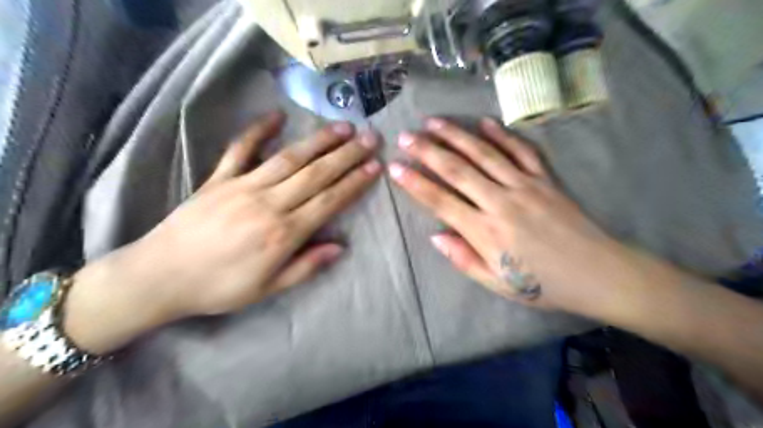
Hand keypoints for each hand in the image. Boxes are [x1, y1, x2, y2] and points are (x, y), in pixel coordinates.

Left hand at [63, 111, 380, 352]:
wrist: (159, 276)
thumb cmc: (219, 287)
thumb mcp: (268, 288)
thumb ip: (306, 266)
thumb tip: (340, 247)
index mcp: (283, 233)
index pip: (329, 201)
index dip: (354, 182)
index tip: (375, 166)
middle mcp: (269, 203)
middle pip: (316, 174)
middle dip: (347, 155)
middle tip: (369, 138)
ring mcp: (242, 186)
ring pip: (289, 158)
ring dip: (318, 141)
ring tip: (342, 127)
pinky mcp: (218, 178)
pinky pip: (240, 149)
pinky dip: (257, 130)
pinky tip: (276, 116)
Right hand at [390, 117, 634, 313]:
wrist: (598, 274)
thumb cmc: (543, 284)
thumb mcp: (498, 284)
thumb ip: (464, 259)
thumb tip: (435, 236)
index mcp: (485, 232)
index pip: (441, 201)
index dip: (415, 183)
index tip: (395, 167)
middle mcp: (500, 202)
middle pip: (457, 170)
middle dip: (427, 151)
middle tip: (406, 137)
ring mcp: (524, 186)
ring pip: (484, 154)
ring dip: (456, 135)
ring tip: (433, 122)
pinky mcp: (545, 179)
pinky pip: (520, 151)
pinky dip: (502, 135)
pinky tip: (485, 122)